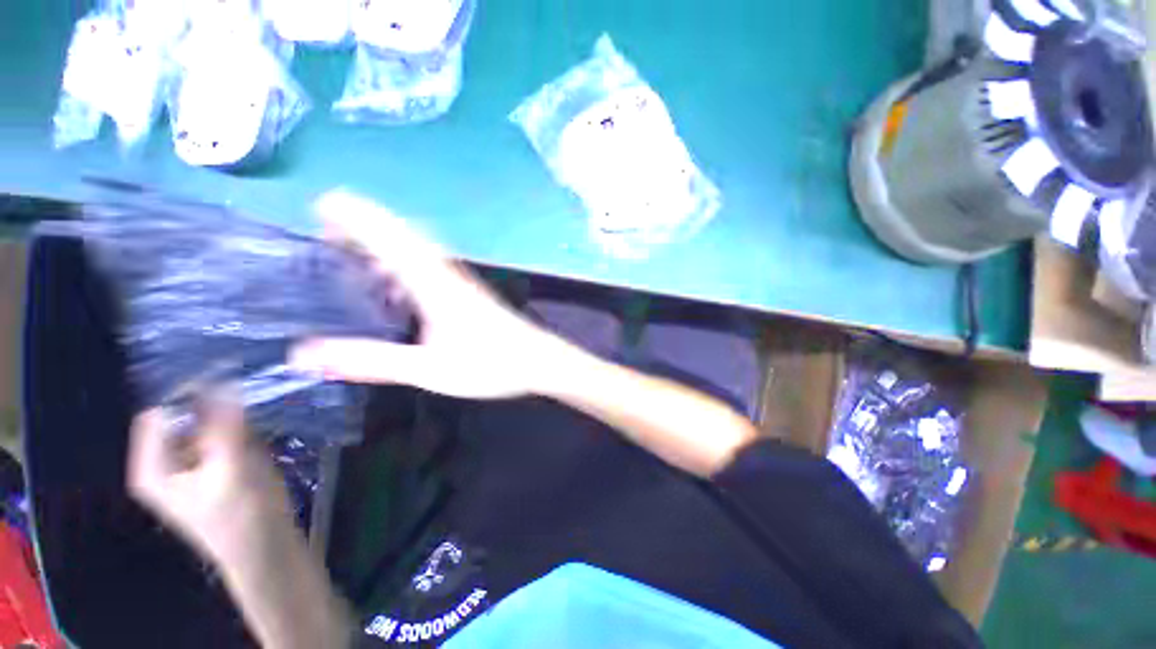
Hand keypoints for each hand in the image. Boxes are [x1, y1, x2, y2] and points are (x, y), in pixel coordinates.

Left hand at [127, 388, 292, 564]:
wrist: (266, 549)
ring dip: (228, 414)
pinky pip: (222, 435)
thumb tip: (225, 381)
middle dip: (212, 403)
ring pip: (205, 424)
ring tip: (255, 409)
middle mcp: (166, 462)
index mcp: (154, 467)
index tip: (224, 376)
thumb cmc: (241, 516)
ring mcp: (193, 465)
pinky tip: (259, 430)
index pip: (159, 413)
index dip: (186, 392)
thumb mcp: (231, 469)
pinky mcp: (216, 467)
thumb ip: (224, 427)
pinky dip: (238, 426)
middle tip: (246, 391)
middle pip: (182, 417)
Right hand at [291, 190, 565, 399]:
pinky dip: (405, 263)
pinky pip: (430, 267)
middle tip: (329, 225)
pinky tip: (397, 283)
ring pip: (418, 250)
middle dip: (366, 225)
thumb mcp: (428, 368)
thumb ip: (373, 361)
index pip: (389, 240)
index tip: (324, 203)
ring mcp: (461, 282)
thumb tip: (307, 353)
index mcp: (434, 284)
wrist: (537, 360)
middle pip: (403, 237)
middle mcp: (447, 274)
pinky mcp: (469, 294)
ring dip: (385, 242)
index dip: (357, 218)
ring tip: (353, 249)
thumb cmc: (490, 364)